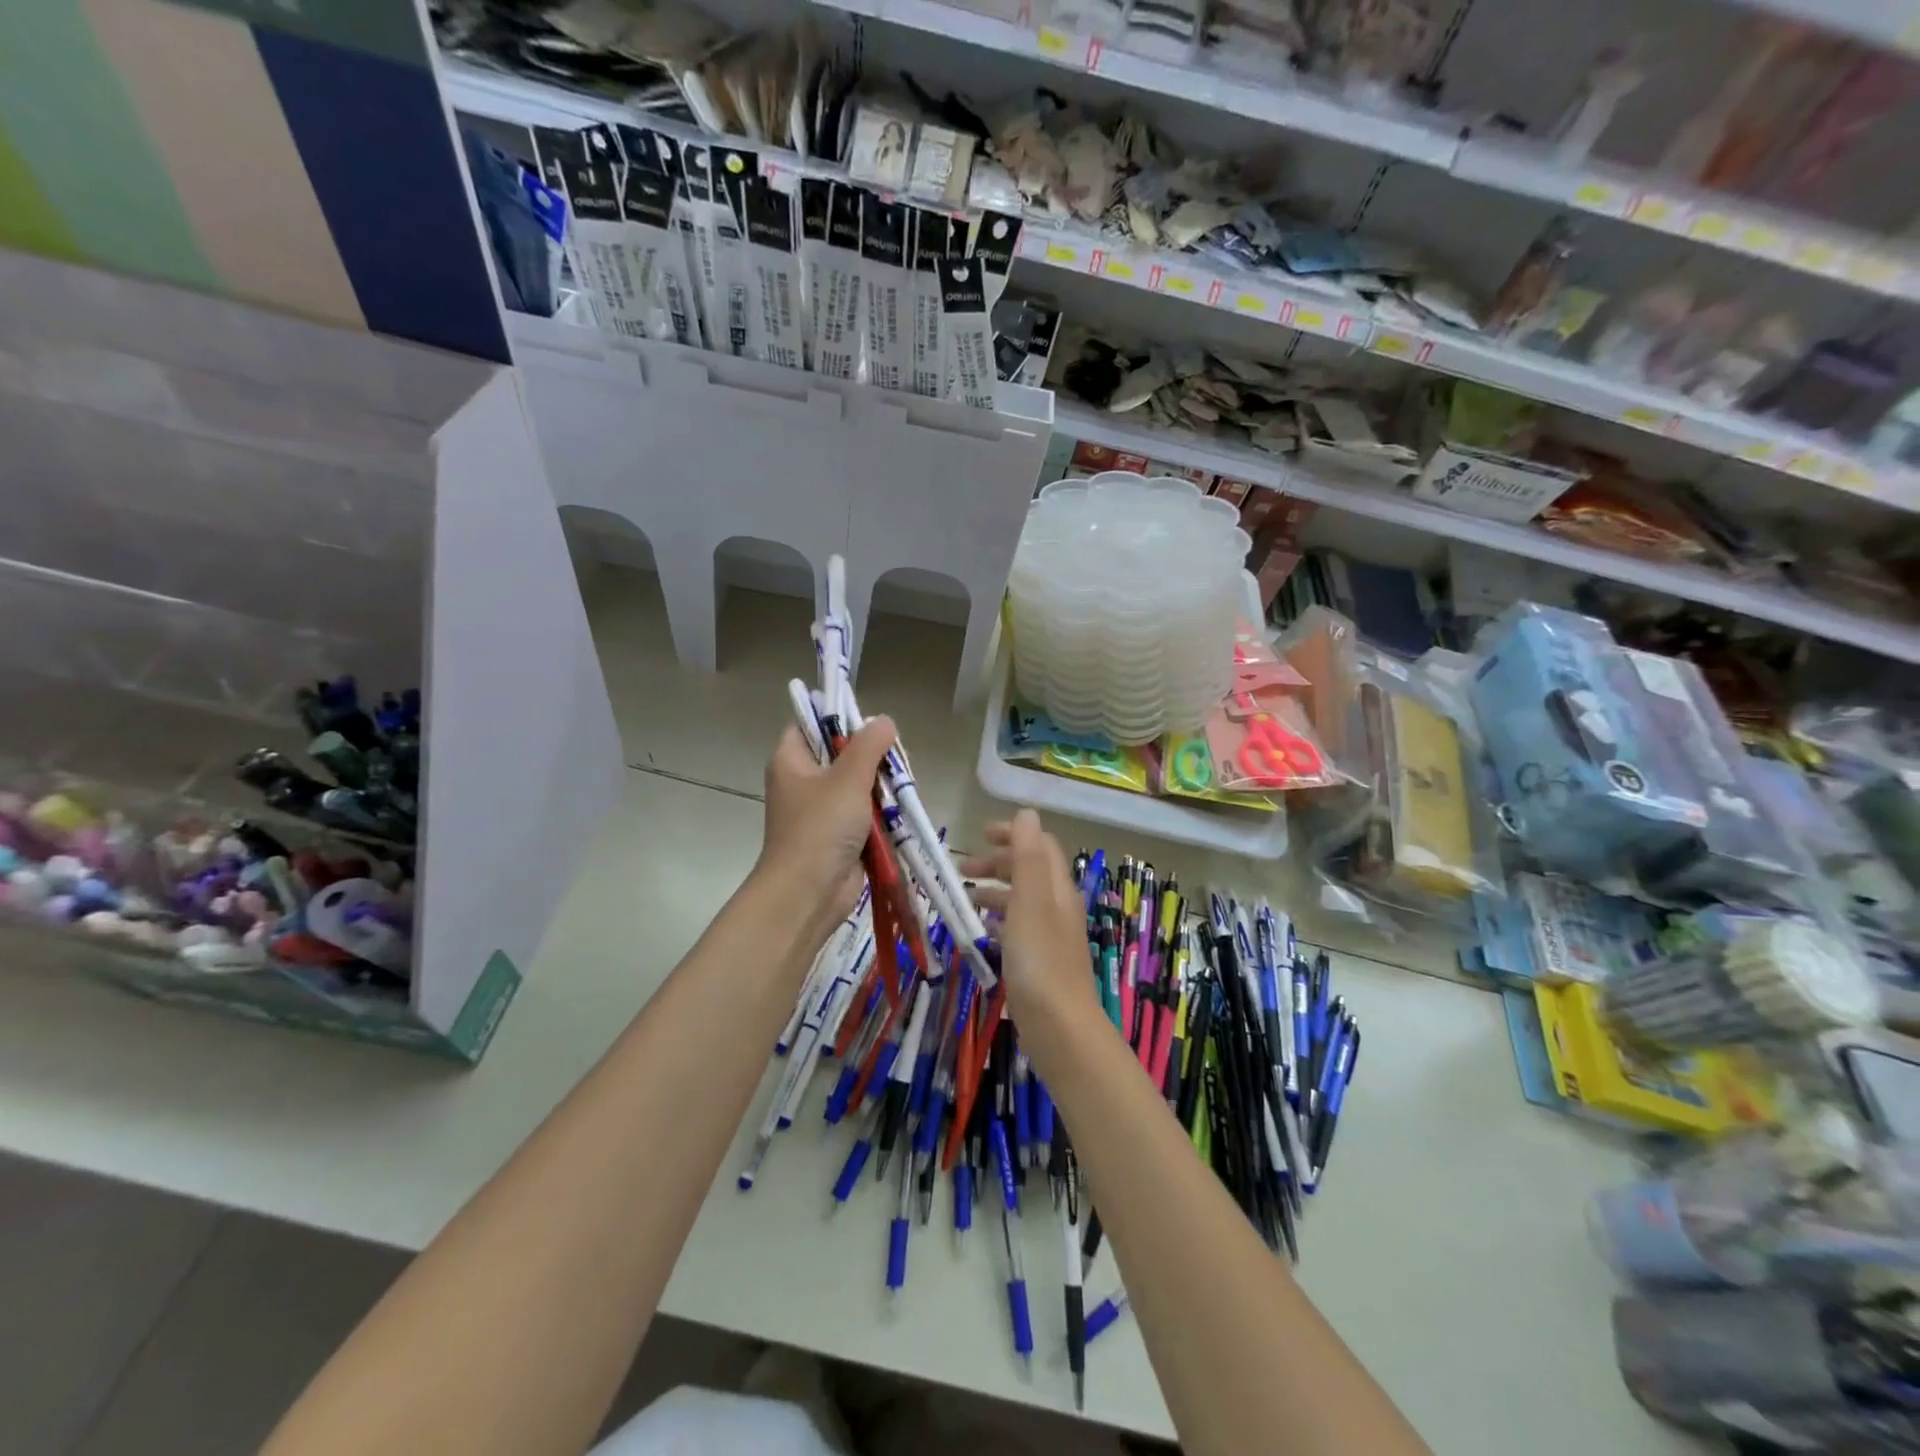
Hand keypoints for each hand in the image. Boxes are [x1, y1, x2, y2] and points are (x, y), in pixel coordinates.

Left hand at [758, 716, 896, 930]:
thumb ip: (869, 745)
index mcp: (791, 760)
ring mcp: (821, 811)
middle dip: (871, 757)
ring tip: (901, 786)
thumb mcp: (848, 778)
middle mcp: (803, 782)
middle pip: (840, 754)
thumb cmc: (820, 827)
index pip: (810, 724)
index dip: (837, 718)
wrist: (809, 893)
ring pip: (857, 785)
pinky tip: (899, 811)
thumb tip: (884, 720)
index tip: (869, 725)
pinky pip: (864, 813)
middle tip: (895, 760)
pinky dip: (881, 813)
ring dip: (880, 787)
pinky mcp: (839, 835)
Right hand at [962, 811, 1101, 1032]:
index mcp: (1057, 888)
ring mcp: (1050, 935)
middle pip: (1029, 871)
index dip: (1012, 835)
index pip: (1039, 846)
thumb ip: (1027, 856)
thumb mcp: (1029, 900)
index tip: (980, 834)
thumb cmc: (1039, 958)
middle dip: (997, 863)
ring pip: (1021, 900)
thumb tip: (1026, 813)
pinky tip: (981, 930)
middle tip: (961, 869)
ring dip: (994, 891)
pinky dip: (998, 919)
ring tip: (965, 898)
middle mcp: (1058, 906)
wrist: (1058, 1025)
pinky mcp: (1040, 961)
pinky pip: (1017, 927)